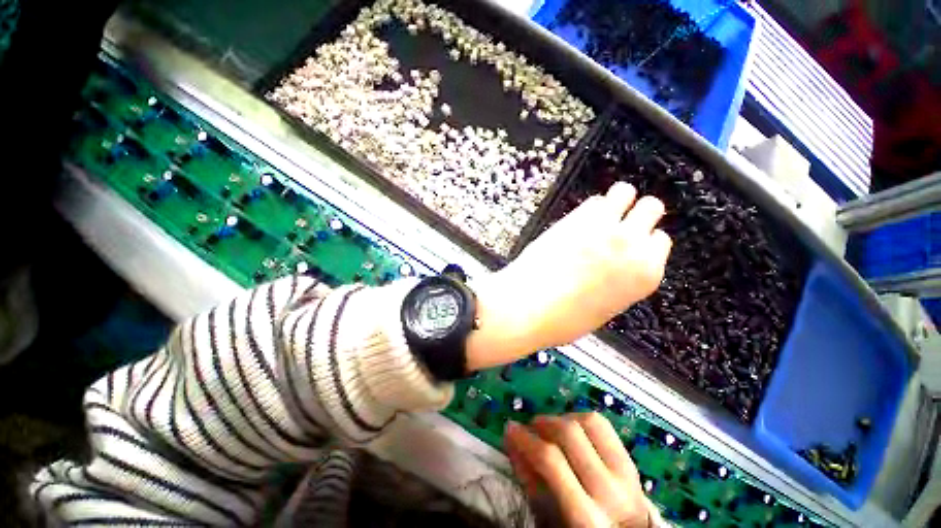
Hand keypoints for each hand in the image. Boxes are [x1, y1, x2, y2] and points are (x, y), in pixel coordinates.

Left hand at [467, 182, 670, 370]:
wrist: (529, 307)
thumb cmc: (562, 318)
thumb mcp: (605, 307)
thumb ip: (620, 281)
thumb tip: (616, 268)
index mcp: (645, 274)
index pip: (660, 241)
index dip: (644, 241)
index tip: (634, 241)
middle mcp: (631, 245)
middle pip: (651, 207)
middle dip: (638, 213)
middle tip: (621, 222)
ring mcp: (603, 227)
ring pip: (625, 192)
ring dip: (617, 201)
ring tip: (603, 213)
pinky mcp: (575, 219)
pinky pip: (593, 200)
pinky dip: (590, 208)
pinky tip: (580, 220)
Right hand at [504, 413, 656, 527]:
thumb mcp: (550, 516)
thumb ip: (528, 477)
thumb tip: (510, 437)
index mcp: (586, 517)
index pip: (551, 461)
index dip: (526, 439)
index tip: (511, 428)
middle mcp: (610, 491)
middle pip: (570, 434)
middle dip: (544, 423)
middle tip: (532, 427)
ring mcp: (626, 473)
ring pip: (588, 422)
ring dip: (562, 419)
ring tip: (551, 428)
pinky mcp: (630, 458)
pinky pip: (602, 424)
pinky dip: (579, 418)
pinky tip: (570, 428)